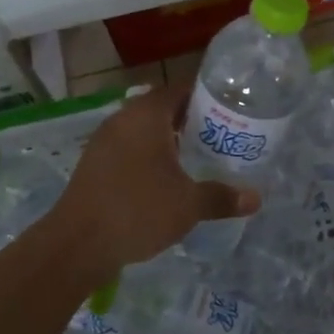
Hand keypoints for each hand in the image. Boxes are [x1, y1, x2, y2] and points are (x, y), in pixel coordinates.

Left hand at [50, 83, 258, 277]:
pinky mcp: (94, 163)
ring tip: (197, 154)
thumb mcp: (188, 205)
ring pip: (143, 129)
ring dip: (167, 138)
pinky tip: (165, 177)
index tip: (230, 108)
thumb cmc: (138, 211)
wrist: (77, 244)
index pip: (180, 89)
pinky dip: (148, 154)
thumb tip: (256, 198)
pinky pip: (128, 147)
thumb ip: (222, 197)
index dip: (206, 96)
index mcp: (147, 115)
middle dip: (190, 119)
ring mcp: (104, 141)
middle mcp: (123, 119)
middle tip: (220, 134)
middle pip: (161, 107)